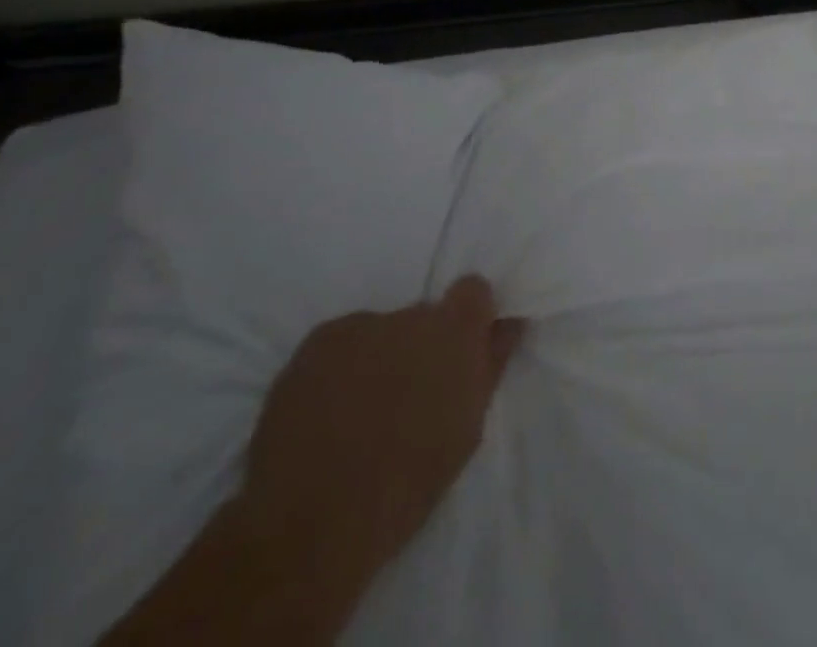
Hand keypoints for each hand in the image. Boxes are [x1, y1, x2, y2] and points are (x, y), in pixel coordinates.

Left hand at [238, 277, 525, 569]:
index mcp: (454, 334)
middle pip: (422, 318)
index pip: (473, 290)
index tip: (458, 355)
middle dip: (418, 349)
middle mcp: (409, 315)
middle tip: (403, 400)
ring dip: (378, 358)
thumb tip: (507, 325)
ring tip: (357, 415)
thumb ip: (488, 367)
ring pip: (380, 332)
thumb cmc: (404, 487)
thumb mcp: (465, 432)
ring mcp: (358, 325)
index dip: (468, 319)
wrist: (308, 526)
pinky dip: (339, 369)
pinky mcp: (314, 342)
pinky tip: (325, 414)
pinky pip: (341, 345)